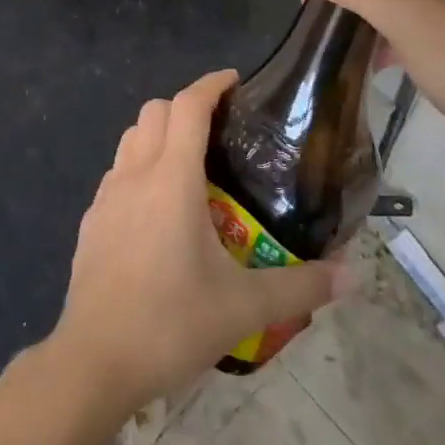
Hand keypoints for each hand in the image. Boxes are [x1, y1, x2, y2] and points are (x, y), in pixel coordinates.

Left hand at [50, 70, 344, 411]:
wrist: (93, 362)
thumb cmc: (170, 323)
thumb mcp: (244, 307)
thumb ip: (301, 286)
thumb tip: (353, 275)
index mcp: (172, 178)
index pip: (188, 105)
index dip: (211, 84)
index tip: (236, 82)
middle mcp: (135, 174)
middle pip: (155, 111)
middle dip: (186, 106)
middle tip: (219, 129)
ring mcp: (106, 196)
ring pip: (131, 138)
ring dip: (159, 133)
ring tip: (190, 164)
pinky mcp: (90, 222)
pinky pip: (117, 173)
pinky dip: (139, 167)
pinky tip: (157, 209)